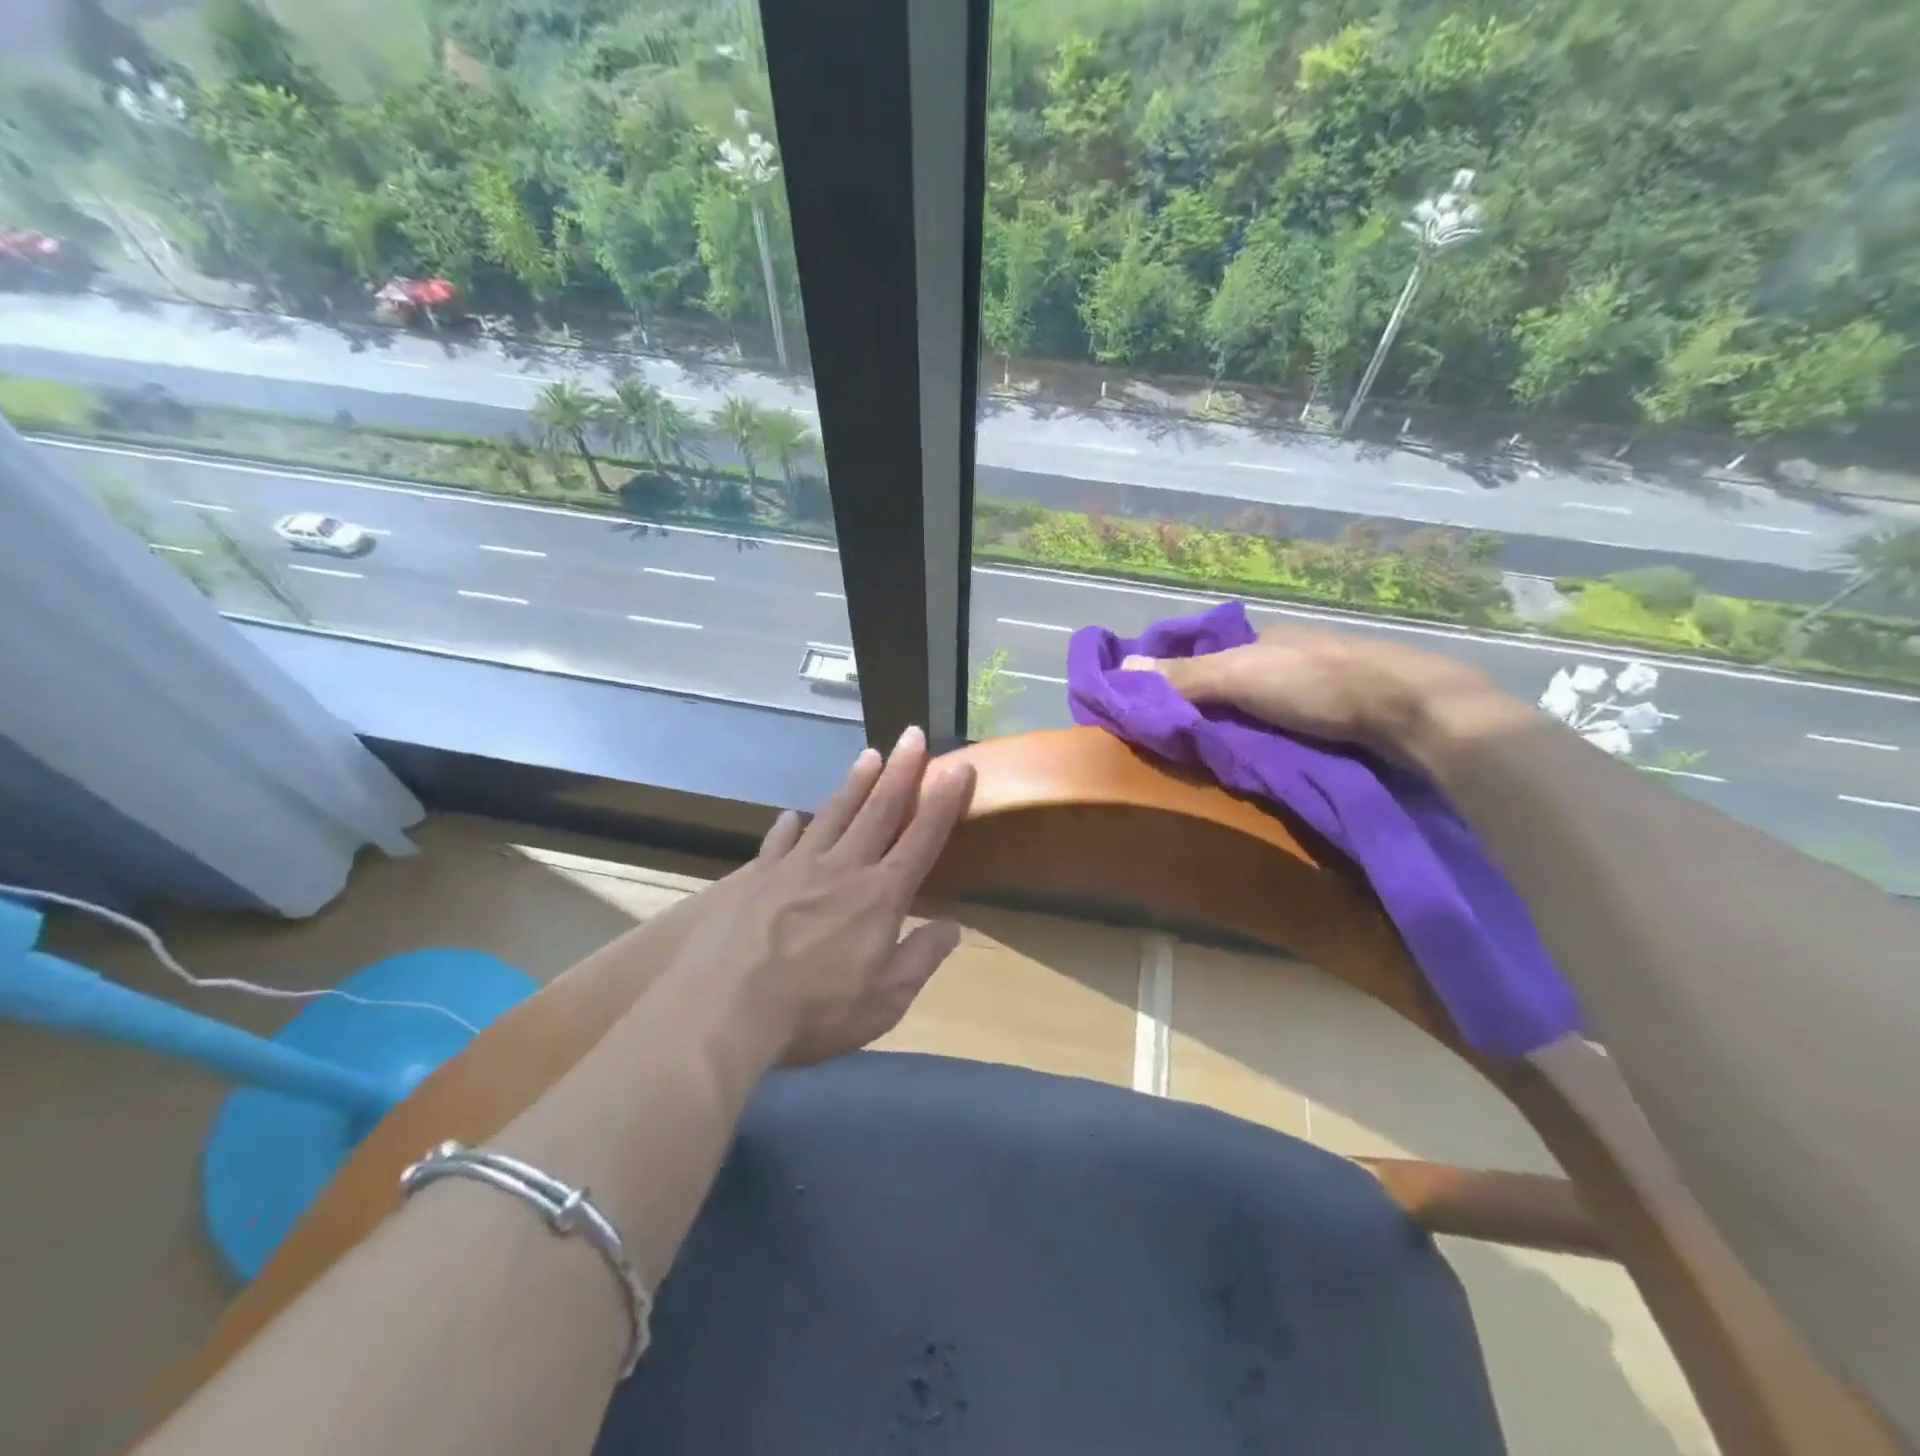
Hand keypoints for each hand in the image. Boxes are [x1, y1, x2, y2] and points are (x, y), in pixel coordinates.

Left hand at [666, 726, 976, 1068]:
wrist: (722, 1008)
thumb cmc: (813, 1010)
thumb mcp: (884, 1000)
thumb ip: (921, 959)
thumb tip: (953, 927)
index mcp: (880, 896)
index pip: (922, 838)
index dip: (944, 802)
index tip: (960, 767)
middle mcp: (842, 868)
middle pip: (878, 810)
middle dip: (901, 771)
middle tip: (913, 734)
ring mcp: (795, 867)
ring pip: (833, 814)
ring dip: (854, 783)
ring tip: (869, 754)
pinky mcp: (755, 876)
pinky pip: (778, 842)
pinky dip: (788, 827)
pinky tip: (791, 815)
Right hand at [1123, 622, 1517, 763]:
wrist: (1414, 712)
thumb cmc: (1319, 684)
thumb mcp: (1240, 676)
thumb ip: (1184, 675)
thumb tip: (1120, 667)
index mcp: (1269, 639)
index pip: (1211, 655)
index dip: (1183, 678)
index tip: (1159, 708)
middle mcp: (1295, 656)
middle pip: (1238, 683)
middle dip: (1213, 707)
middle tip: (1186, 744)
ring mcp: (1326, 687)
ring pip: (1268, 708)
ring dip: (1245, 728)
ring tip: (1220, 761)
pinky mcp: (1350, 718)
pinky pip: (1296, 729)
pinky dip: (1277, 742)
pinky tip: (1268, 763)